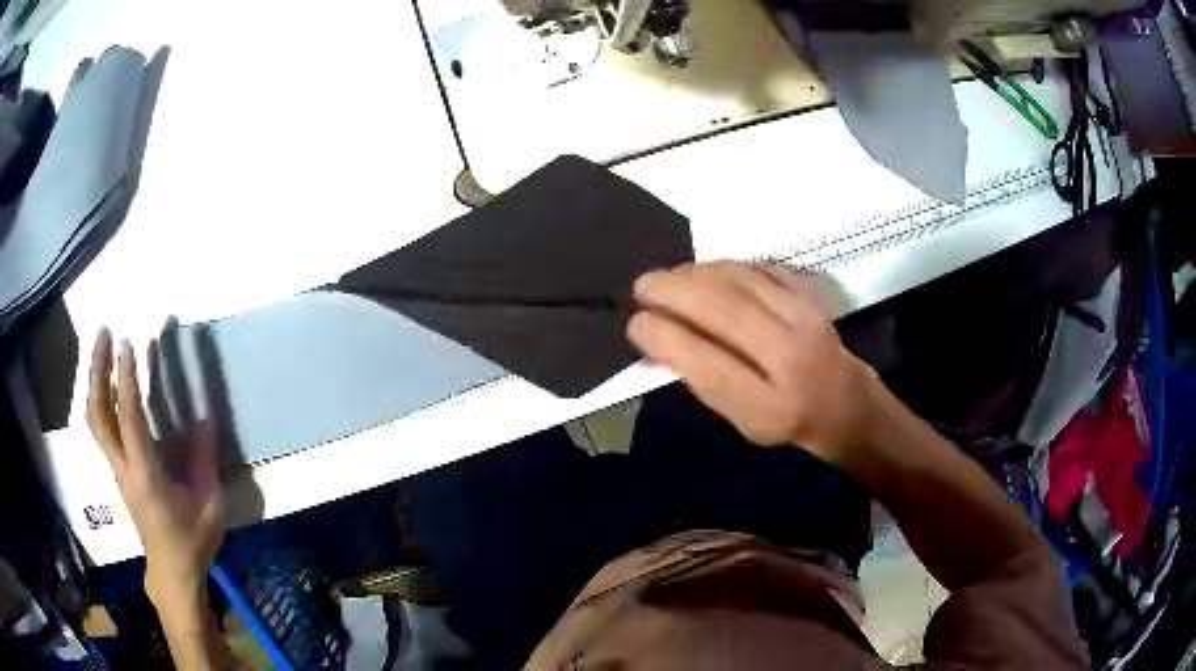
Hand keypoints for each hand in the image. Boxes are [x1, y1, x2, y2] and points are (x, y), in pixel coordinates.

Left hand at [86, 329, 224, 607]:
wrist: (171, 570)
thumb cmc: (191, 541)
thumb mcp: (209, 507)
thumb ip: (205, 462)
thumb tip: (203, 419)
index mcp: (146, 475)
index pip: (130, 420)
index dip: (127, 381)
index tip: (128, 344)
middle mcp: (124, 467)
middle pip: (99, 414)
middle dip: (98, 371)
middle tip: (104, 333)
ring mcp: (117, 467)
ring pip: (96, 418)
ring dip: (96, 379)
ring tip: (103, 346)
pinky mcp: (118, 468)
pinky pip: (102, 426)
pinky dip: (101, 396)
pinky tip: (109, 381)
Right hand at [628, 262, 878, 463]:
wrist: (844, 401)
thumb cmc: (784, 418)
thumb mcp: (740, 419)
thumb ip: (701, 379)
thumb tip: (657, 336)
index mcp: (766, 404)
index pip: (706, 361)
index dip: (663, 336)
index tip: (636, 323)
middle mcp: (790, 356)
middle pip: (721, 309)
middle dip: (672, 290)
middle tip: (642, 286)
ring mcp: (805, 318)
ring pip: (739, 280)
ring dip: (695, 273)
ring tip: (670, 278)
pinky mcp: (811, 294)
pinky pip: (760, 268)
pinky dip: (726, 266)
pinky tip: (707, 272)